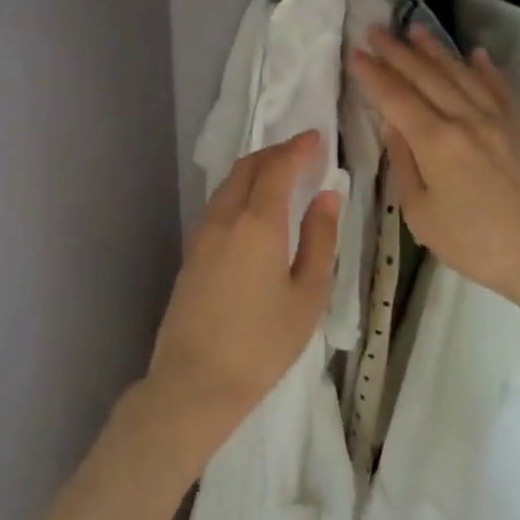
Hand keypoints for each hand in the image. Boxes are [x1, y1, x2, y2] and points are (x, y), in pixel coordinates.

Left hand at [141, 131, 341, 446]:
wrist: (195, 382)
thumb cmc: (262, 343)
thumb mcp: (307, 295)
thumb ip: (319, 239)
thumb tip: (327, 196)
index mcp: (257, 222)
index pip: (277, 168)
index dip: (298, 148)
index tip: (317, 137)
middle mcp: (225, 217)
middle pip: (248, 167)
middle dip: (275, 153)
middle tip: (301, 152)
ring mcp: (202, 234)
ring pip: (229, 184)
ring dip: (255, 170)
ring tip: (281, 175)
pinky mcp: (192, 252)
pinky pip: (219, 204)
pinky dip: (240, 190)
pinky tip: (255, 207)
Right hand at [351, 26, 519, 314]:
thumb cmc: (476, 244)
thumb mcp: (422, 215)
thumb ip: (404, 165)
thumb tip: (392, 126)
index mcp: (435, 141)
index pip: (396, 97)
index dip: (373, 74)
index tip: (356, 52)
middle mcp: (465, 118)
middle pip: (426, 76)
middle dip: (397, 52)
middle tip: (375, 29)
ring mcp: (497, 119)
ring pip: (460, 74)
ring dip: (435, 50)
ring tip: (415, 29)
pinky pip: (498, 88)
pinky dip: (484, 68)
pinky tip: (475, 54)